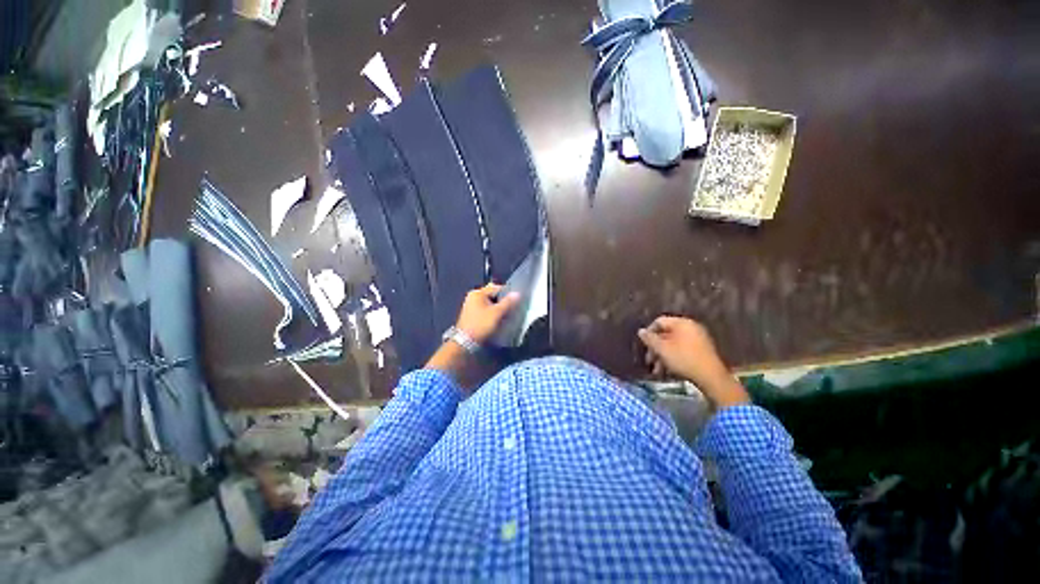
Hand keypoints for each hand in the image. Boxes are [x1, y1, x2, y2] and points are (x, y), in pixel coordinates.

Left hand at [455, 283, 520, 343]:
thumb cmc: (481, 325)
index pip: (497, 288)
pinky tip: (498, 320)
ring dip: (498, 308)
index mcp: (478, 293)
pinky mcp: (472, 315)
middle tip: (512, 309)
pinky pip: (485, 310)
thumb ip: (508, 302)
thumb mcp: (497, 313)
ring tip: (507, 315)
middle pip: (493, 296)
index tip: (516, 301)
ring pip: (490, 304)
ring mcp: (471, 306)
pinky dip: (492, 313)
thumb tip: (517, 293)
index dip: (508, 293)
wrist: (465, 343)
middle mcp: (473, 297)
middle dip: (503, 302)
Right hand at [638, 316, 749, 409]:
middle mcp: (691, 327)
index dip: (649, 332)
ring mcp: (698, 339)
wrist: (711, 377)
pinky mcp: (702, 350)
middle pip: (666, 334)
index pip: (659, 321)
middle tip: (649, 360)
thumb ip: (650, 339)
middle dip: (655, 348)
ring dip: (663, 356)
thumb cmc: (684, 359)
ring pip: (673, 344)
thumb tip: (640, 331)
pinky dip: (673, 358)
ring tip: (657, 370)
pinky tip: (668, 370)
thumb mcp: (662, 349)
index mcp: (682, 323)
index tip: (644, 345)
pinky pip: (682, 350)